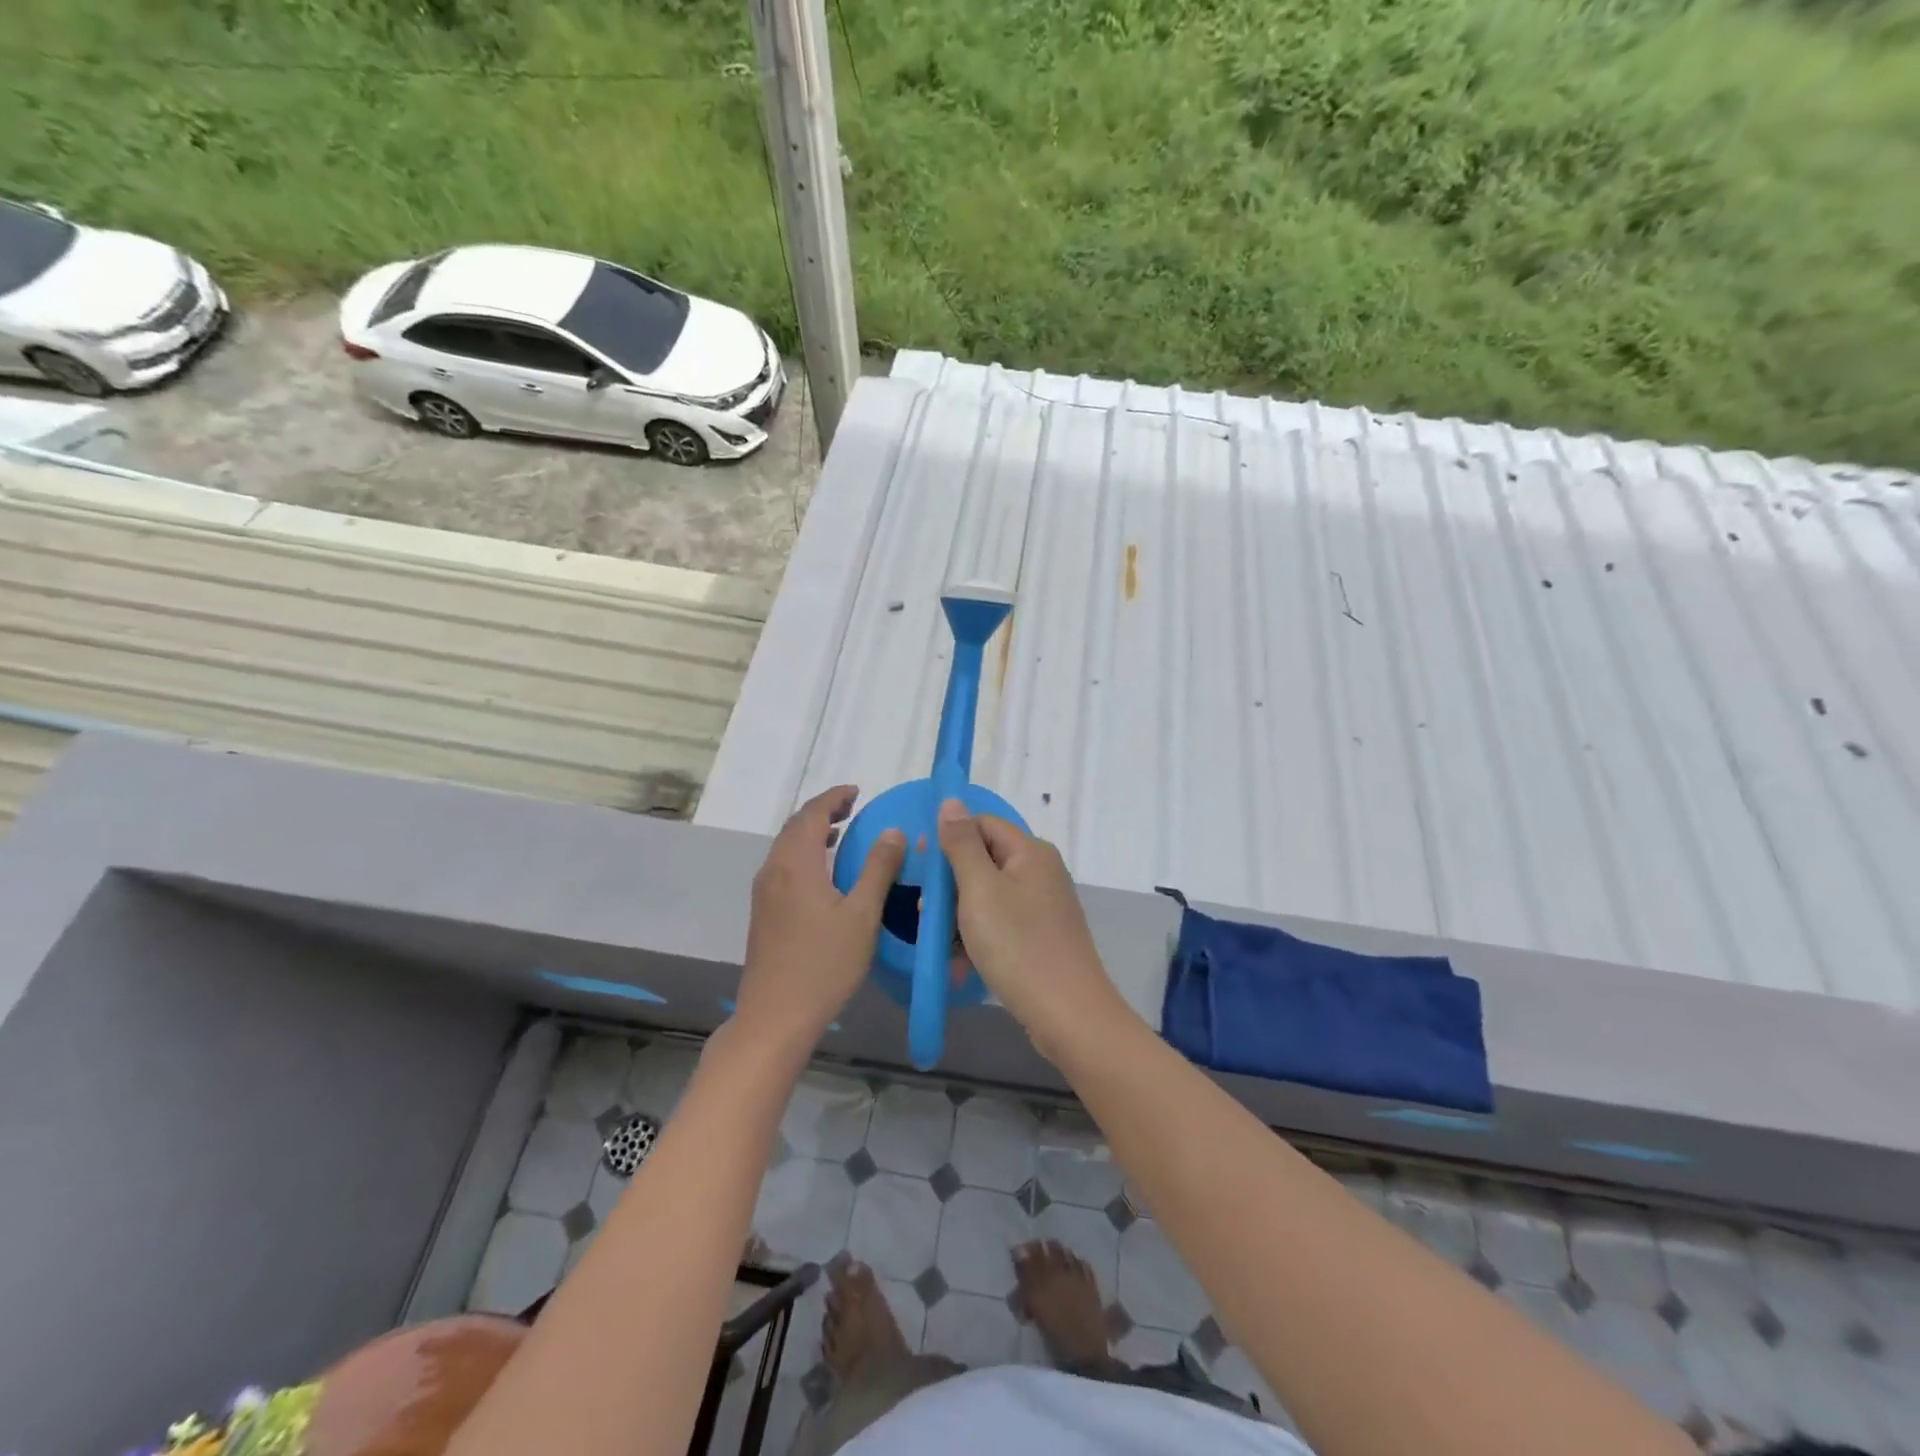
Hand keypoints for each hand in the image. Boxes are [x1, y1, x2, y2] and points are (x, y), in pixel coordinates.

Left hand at [736, 786, 904, 1053]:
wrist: (775, 1015)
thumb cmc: (824, 964)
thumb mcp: (862, 915)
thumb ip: (878, 869)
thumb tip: (893, 831)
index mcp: (796, 863)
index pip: (811, 813)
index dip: (834, 797)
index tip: (858, 792)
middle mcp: (774, 870)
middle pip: (794, 826)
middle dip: (823, 811)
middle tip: (853, 809)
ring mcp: (764, 892)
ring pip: (786, 847)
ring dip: (811, 832)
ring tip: (841, 834)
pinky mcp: (763, 912)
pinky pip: (783, 866)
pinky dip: (803, 854)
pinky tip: (823, 874)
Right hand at [936, 799, 1124, 1055]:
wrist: (1067, 1015)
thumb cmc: (1018, 946)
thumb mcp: (980, 890)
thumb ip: (962, 844)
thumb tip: (951, 801)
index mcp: (1030, 851)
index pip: (981, 824)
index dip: (948, 840)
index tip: (921, 870)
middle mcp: (1040, 871)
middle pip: (983, 859)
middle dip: (950, 884)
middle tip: (925, 913)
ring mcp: (1043, 905)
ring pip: (988, 895)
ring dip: (959, 915)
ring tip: (940, 943)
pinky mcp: (1041, 935)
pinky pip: (1001, 923)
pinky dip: (978, 937)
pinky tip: (960, 963)